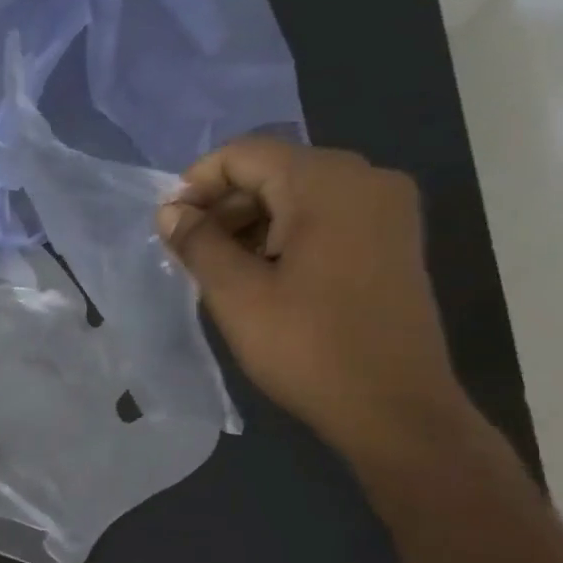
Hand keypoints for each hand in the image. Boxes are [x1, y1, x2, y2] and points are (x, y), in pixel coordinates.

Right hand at [157, 136, 472, 465]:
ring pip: (300, 196)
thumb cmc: (307, 347)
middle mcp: (366, 179)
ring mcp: (387, 210)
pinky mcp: (394, 241)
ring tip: (219, 270)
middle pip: (275, 170)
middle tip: (189, 252)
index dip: (197, 183)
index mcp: (327, 182)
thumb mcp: (236, 294)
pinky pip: (327, 218)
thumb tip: (170, 210)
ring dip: (252, 223)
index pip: (245, 154)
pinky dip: (286, 236)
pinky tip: (262, 277)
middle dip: (225, 206)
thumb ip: (198, 243)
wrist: (394, 408)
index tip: (169, 226)